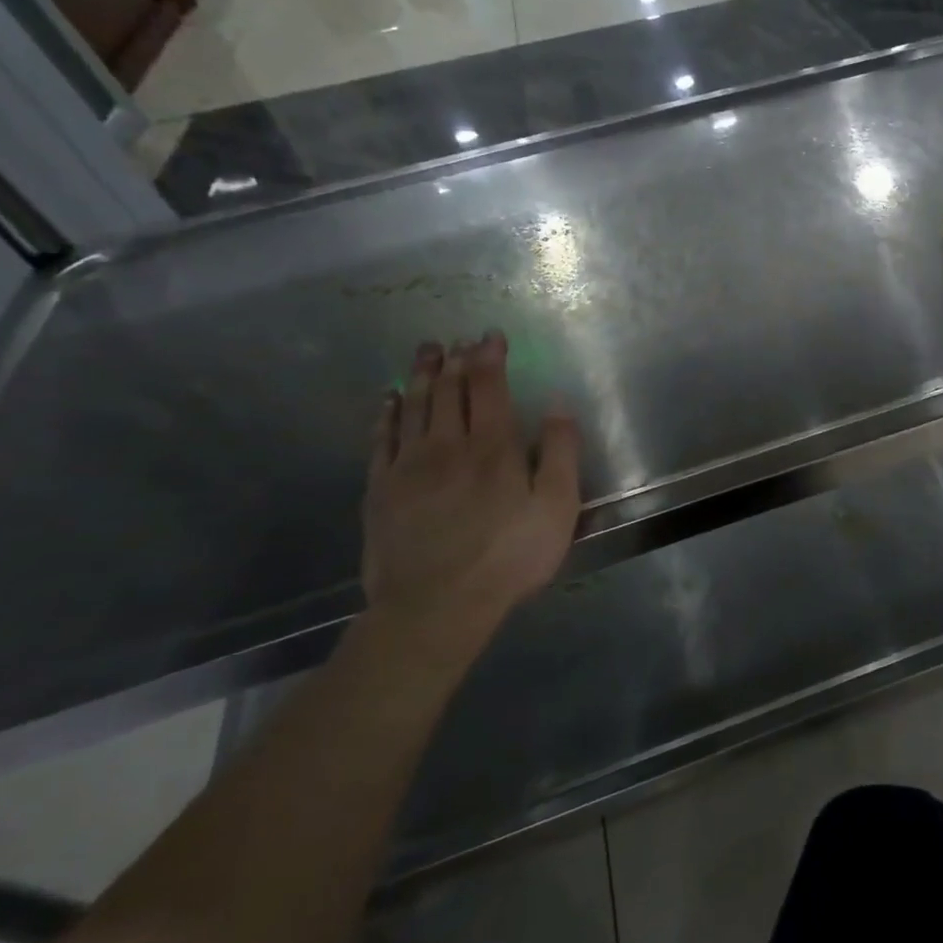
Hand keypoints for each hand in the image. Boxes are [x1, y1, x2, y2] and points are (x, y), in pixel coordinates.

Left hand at [361, 332, 581, 647]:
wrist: (436, 605)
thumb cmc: (510, 556)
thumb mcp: (558, 507)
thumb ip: (561, 452)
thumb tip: (558, 403)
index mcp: (493, 447)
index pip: (488, 387)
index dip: (490, 358)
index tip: (491, 337)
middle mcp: (447, 445)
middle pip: (448, 390)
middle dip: (454, 360)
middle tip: (455, 339)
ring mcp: (408, 465)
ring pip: (414, 406)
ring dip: (421, 375)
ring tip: (425, 352)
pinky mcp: (381, 489)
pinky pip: (381, 438)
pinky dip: (387, 413)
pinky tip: (389, 399)